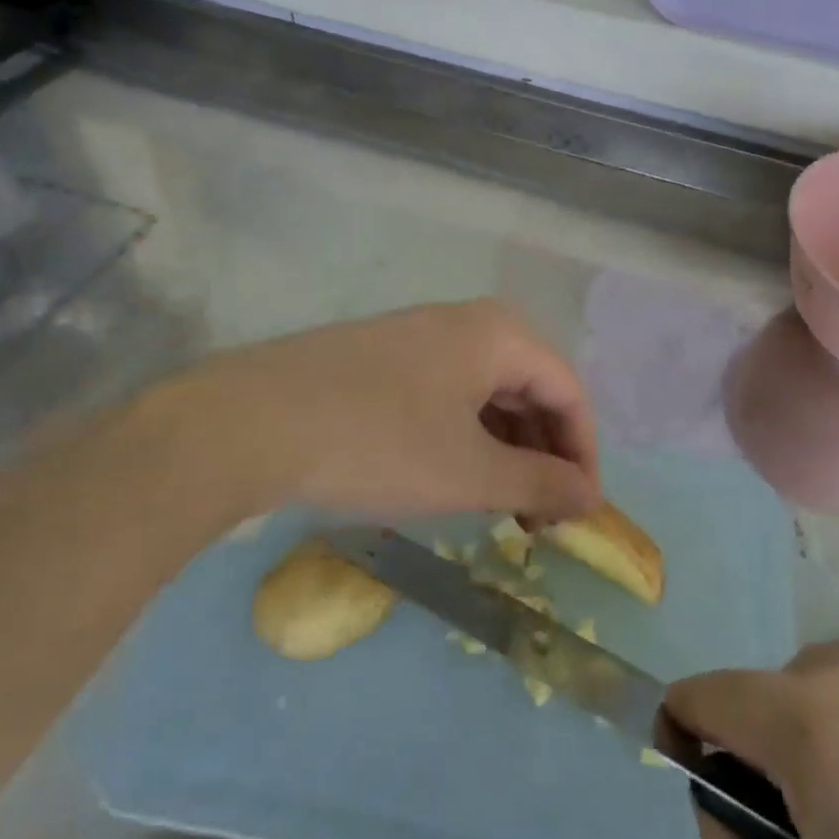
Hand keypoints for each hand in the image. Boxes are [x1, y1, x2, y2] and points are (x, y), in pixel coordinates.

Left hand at [161, 300, 601, 527]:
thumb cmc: (379, 444)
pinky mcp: (380, 358)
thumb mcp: (470, 474)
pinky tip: (451, 474)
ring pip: (485, 391)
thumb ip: (540, 484)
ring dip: (504, 448)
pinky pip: (445, 393)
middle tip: (539, 516)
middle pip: (529, 386)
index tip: (581, 512)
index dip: (584, 453)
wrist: (246, 423)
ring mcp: (416, 336)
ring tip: (499, 504)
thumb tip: (593, 497)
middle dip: (543, 453)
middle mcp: (463, 322)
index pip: (568, 391)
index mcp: (498, 334)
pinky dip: (463, 436)